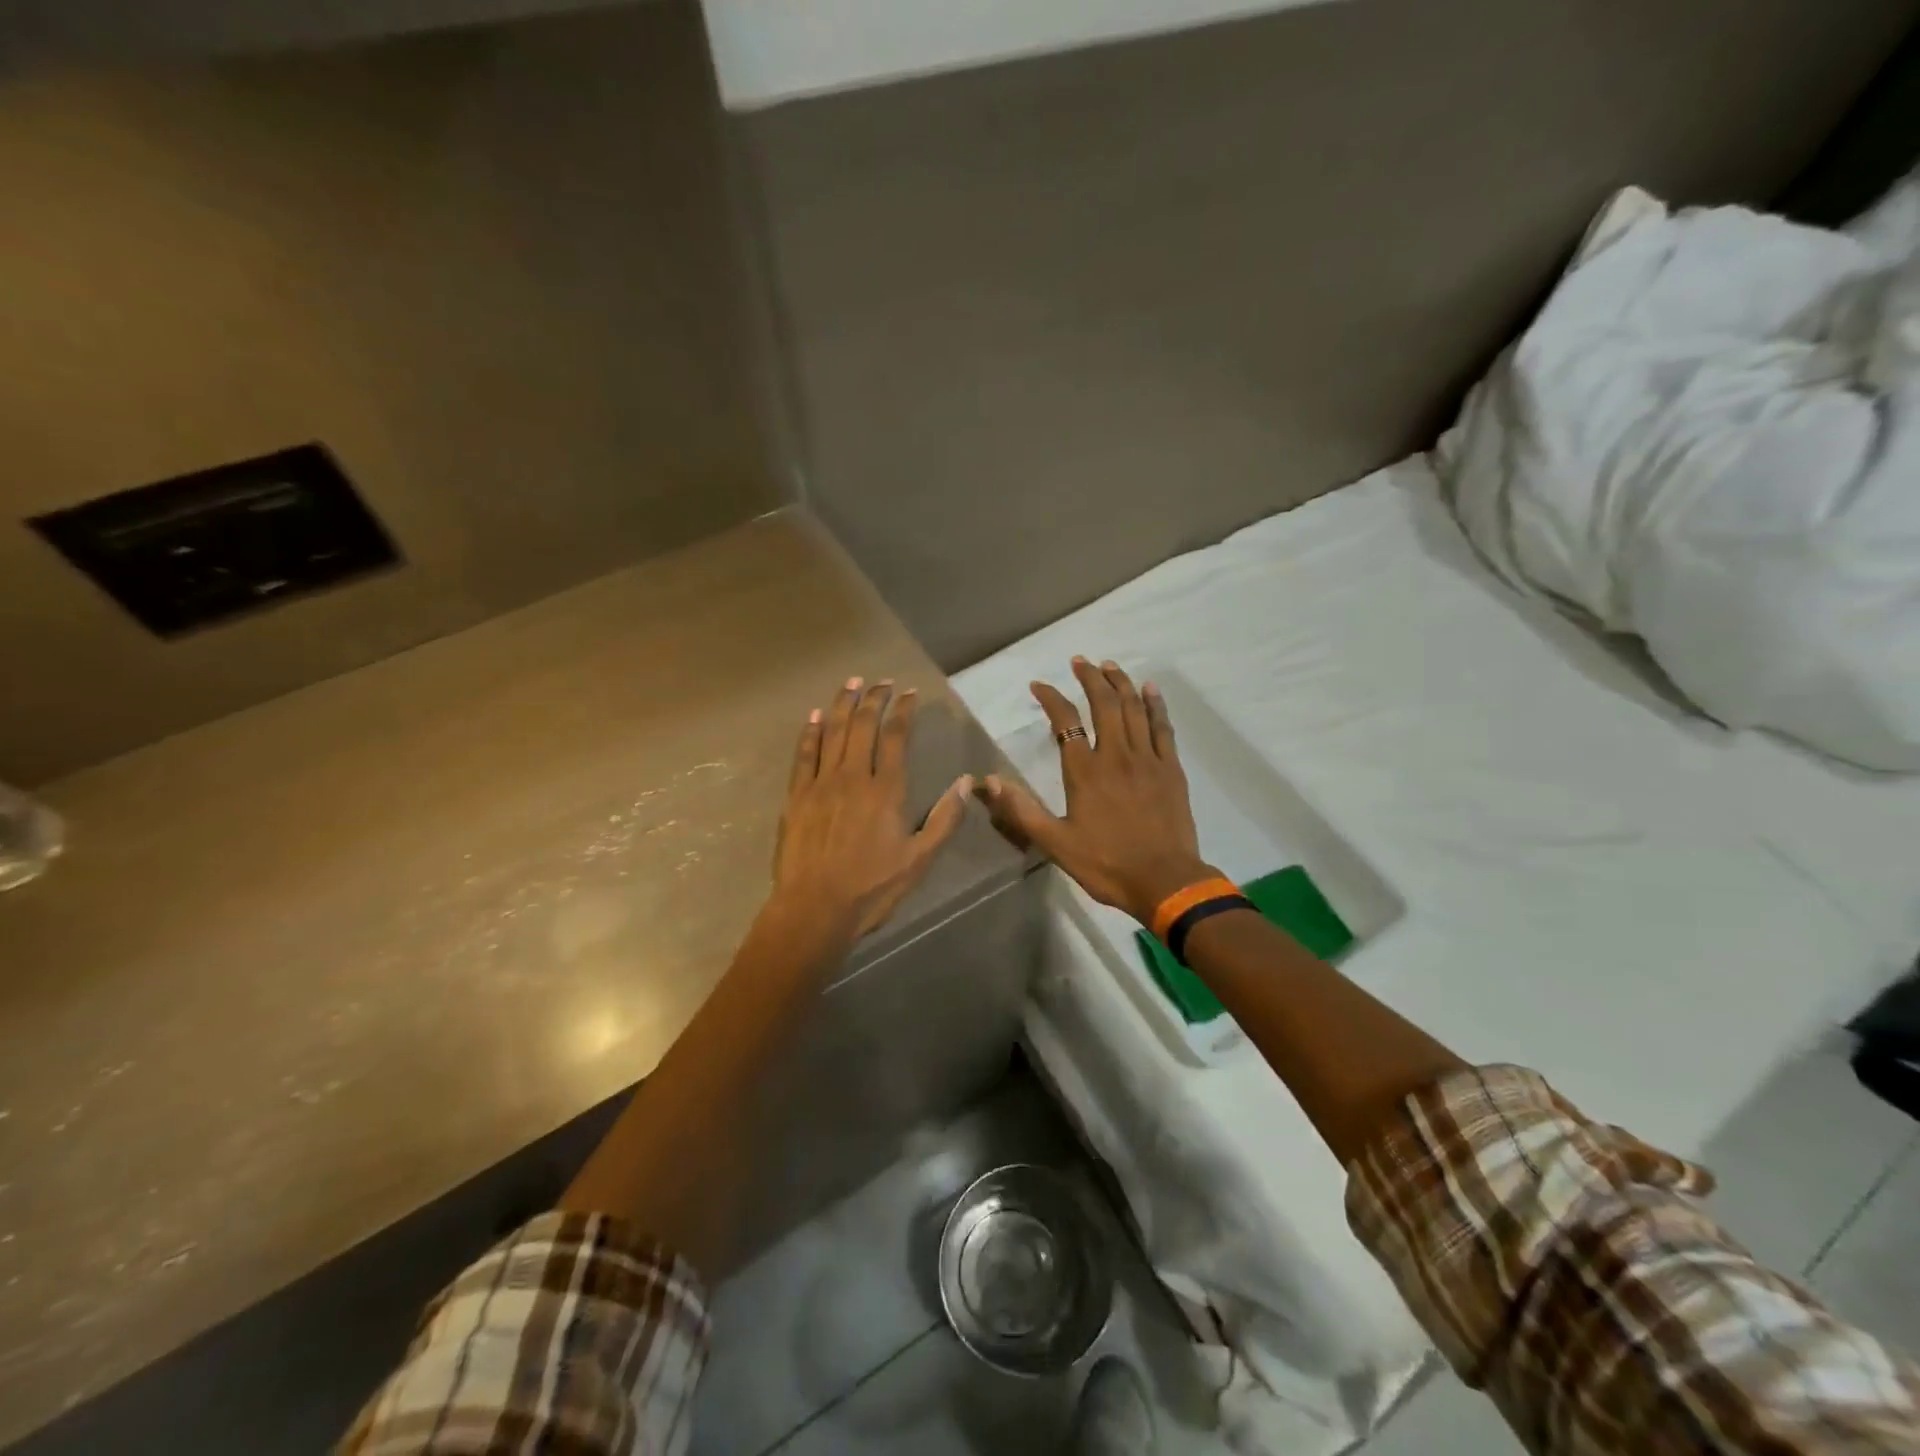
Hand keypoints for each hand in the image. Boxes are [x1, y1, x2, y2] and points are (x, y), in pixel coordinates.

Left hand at [770, 677, 972, 947]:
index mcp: (886, 790)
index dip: (903, 710)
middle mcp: (853, 777)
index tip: (908, 693)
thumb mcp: (919, 859)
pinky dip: (809, 732)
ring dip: (843, 704)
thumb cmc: (872, 887)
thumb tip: (966, 782)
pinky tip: (814, 716)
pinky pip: (803, 754)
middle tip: (881, 681)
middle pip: (863, 726)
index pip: (896, 737)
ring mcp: (821, 784)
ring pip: (832, 732)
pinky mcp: (796, 796)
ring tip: (852, 683)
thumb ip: (944, 819)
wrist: (815, 908)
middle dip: (874, 699)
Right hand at [977, 657, 1214, 924]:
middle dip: (1091, 678)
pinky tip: (1150, 689)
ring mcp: (1147, 759)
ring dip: (1120, 683)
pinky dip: (1155, 705)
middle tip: (1081, 661)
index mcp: (1085, 772)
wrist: (1165, 881)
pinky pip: (1162, 727)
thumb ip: (1022, 811)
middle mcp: (1116, 755)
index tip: (1039, 686)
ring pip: (1133, 709)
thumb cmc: (1106, 864)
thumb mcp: (1055, 843)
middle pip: (1104, 704)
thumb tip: (987, 782)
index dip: (1051, 699)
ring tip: (1110, 665)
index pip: (1064, 722)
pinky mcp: (1171, 769)